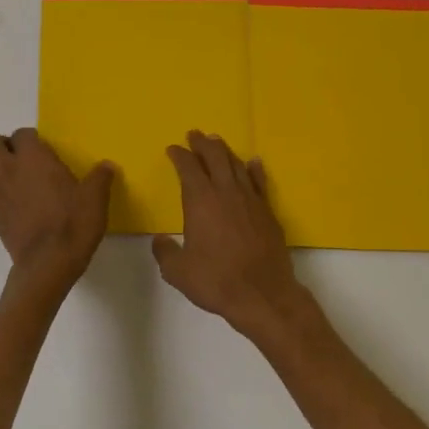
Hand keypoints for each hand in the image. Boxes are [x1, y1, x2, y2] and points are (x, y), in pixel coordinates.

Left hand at [0, 128, 114, 281]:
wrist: (49, 263)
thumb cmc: (73, 223)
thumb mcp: (96, 199)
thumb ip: (100, 178)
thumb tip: (107, 166)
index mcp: (34, 158)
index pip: (21, 133)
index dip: (30, 138)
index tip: (43, 149)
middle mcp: (9, 170)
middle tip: (18, 157)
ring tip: (6, 176)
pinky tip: (11, 209)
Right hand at [152, 131, 311, 341]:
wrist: (263, 295)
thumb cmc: (216, 280)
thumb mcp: (178, 271)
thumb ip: (165, 252)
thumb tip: (161, 240)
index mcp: (200, 200)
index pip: (188, 168)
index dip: (179, 155)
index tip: (173, 148)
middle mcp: (226, 192)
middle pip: (215, 157)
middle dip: (202, 144)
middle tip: (195, 134)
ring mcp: (250, 200)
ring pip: (236, 165)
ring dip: (225, 151)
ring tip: (217, 142)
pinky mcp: (268, 212)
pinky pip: (259, 182)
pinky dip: (254, 169)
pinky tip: (253, 162)